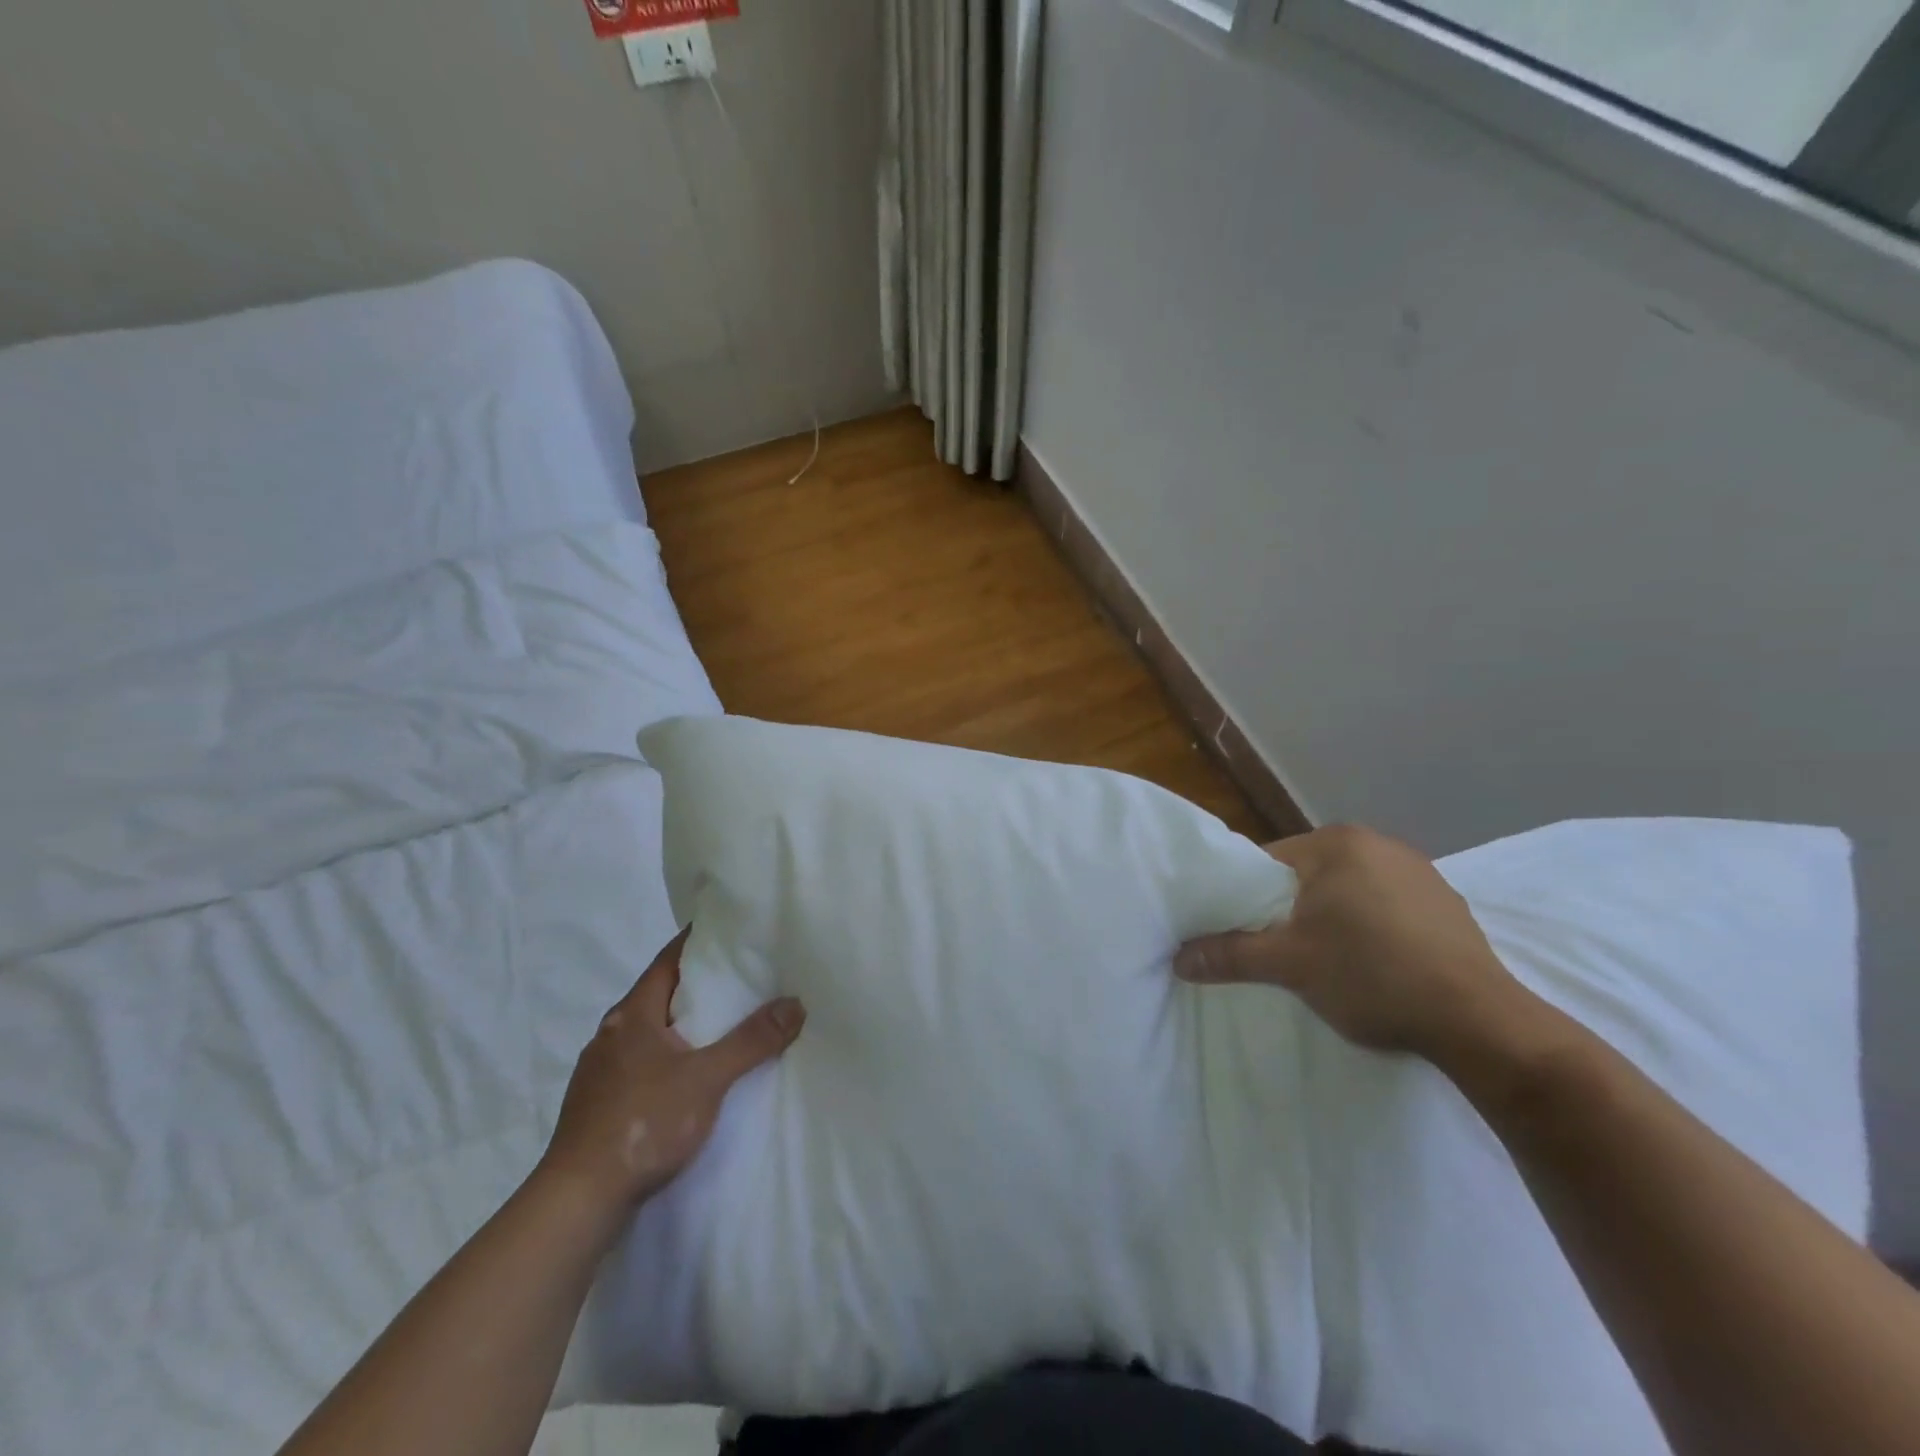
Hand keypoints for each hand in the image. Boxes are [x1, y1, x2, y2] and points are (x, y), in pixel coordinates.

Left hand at [538, 927, 805, 1213]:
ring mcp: (599, 1071)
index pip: (668, 960)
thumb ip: (752, 1041)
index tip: (729, 931)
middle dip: (696, 985)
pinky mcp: (598, 1104)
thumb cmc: (643, 1123)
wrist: (578, 1201)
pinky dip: (668, 1056)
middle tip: (740, 976)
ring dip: (681, 1024)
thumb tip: (795, 1003)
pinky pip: (640, 1063)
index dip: (697, 942)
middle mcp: (610, 1034)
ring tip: (722, 1025)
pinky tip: (688, 1074)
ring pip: (648, 1032)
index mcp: (631, 1015)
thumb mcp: (708, 1078)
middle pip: (658, 994)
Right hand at [1176, 825, 1535, 1066]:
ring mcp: (1419, 872)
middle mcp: (1378, 843)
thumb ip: (1229, 954)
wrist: (1480, 1023)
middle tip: (1280, 953)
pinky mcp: (1445, 903)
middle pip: (1306, 876)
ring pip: (1346, 892)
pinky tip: (1375, 964)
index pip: (1267, 862)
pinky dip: (1370, 928)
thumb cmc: (1373, 977)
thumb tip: (1177, 958)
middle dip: (1289, 911)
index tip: (1241, 934)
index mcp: (1337, 843)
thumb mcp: (1290, 966)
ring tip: (1327, 962)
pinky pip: (1385, 907)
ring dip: (1330, 919)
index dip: (1245, 899)